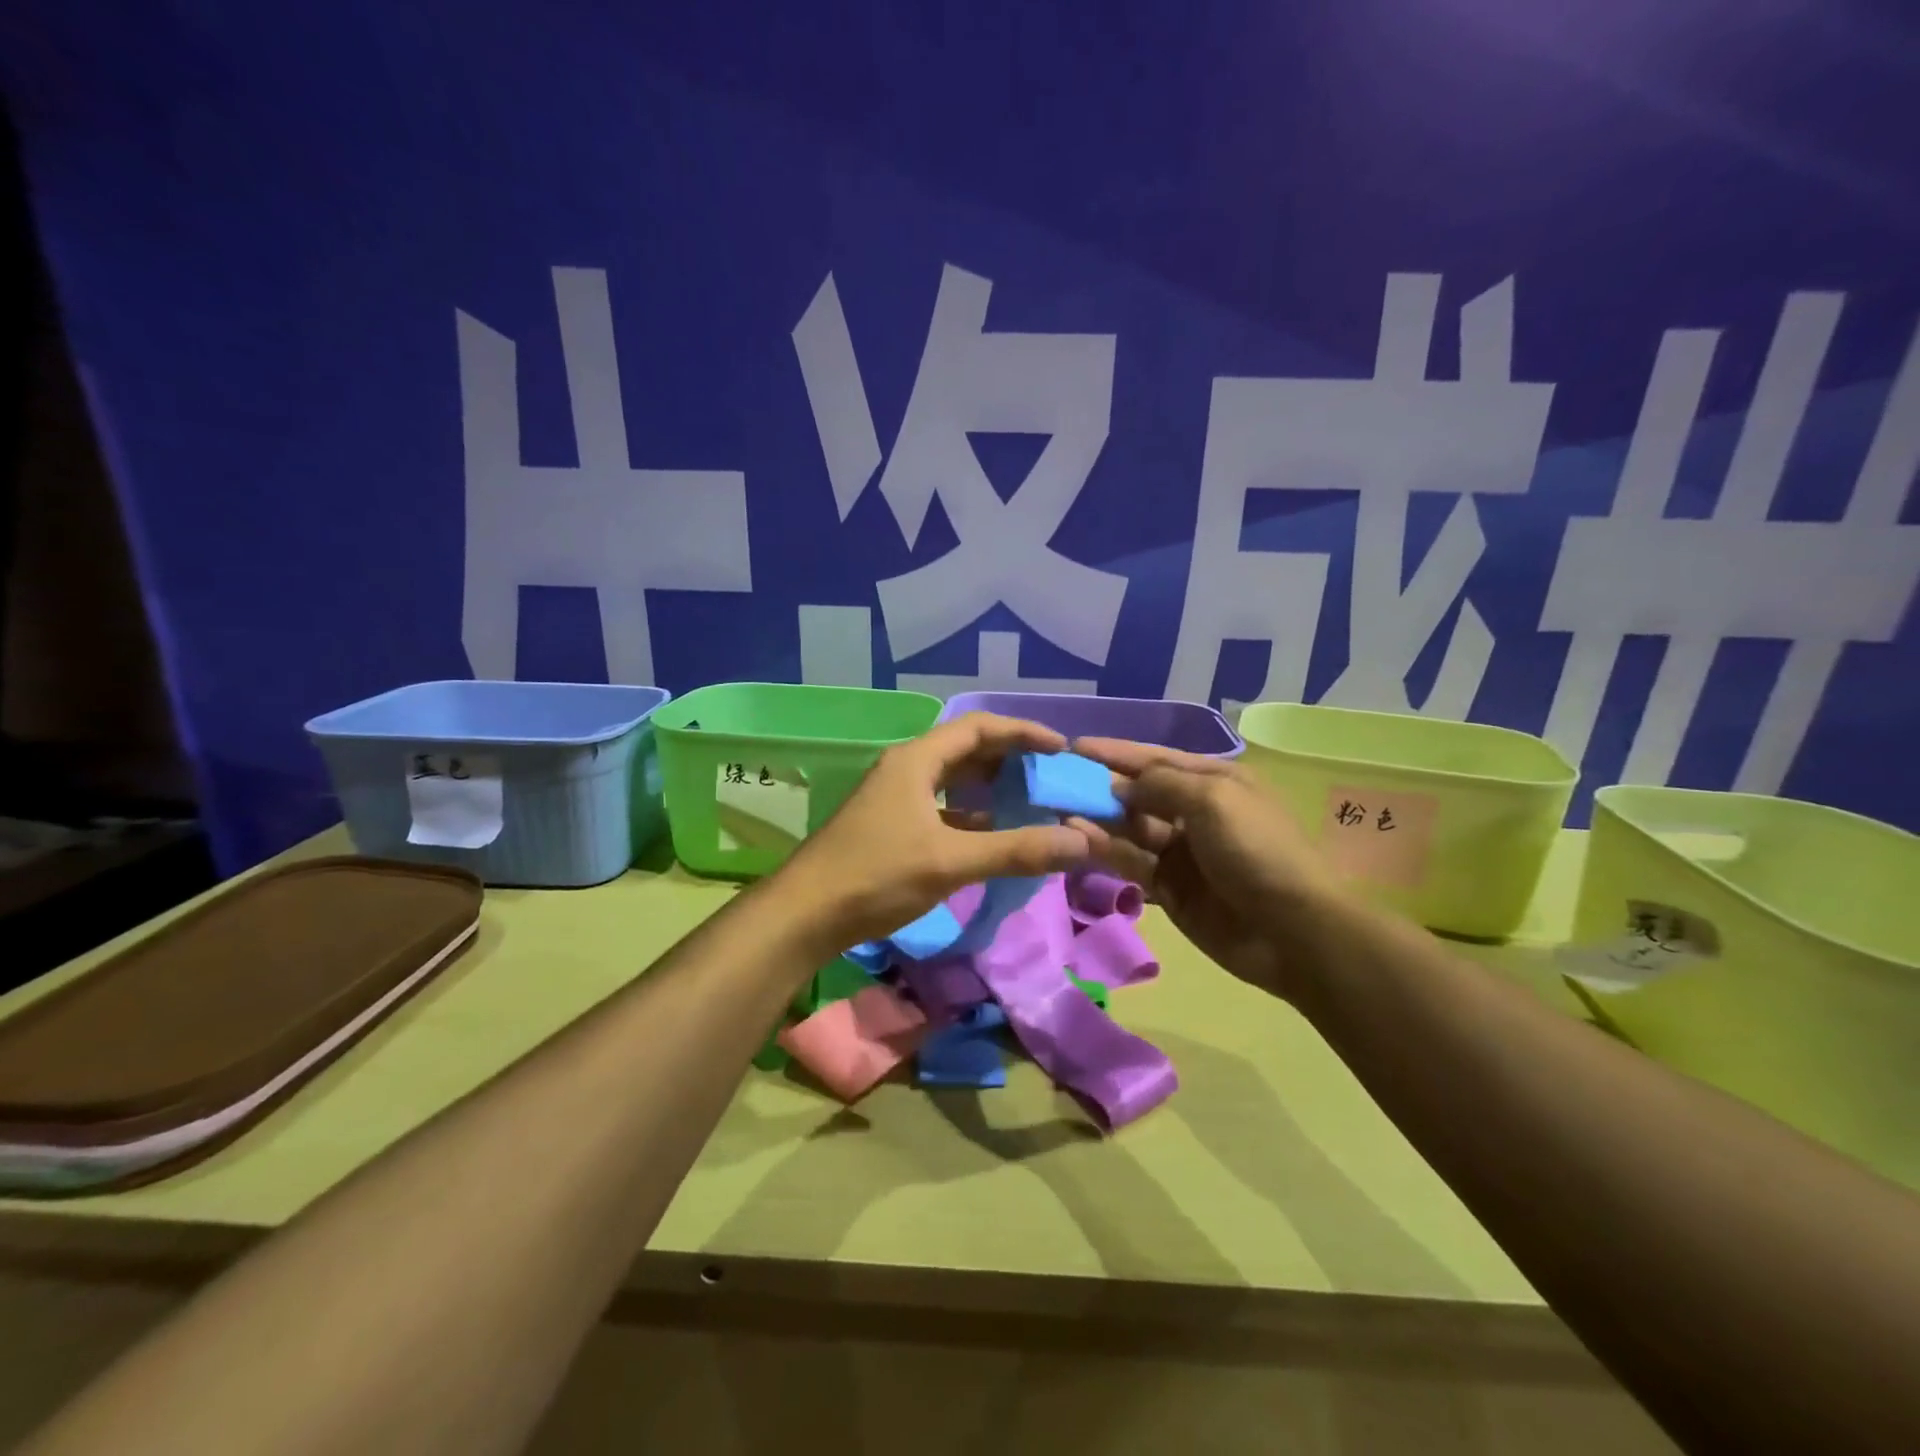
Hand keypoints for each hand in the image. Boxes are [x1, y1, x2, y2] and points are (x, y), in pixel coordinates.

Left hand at [781, 713, 1092, 947]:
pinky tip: (991, 835)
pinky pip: (941, 808)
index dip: (1023, 733)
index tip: (1061, 748)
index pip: (979, 728)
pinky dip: (970, 815)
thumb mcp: (950, 861)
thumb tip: (1080, 842)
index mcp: (917, 760)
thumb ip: (1014, 850)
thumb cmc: (875, 875)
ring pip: (952, 781)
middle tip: (1049, 776)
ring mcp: (894, 798)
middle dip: (1010, 759)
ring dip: (990, 787)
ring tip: (1029, 802)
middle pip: (966, 750)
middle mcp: (905, 769)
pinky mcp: (890, 826)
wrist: (804, 914)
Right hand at [1067, 738, 1347, 1000]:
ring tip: (1059, 810)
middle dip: (1100, 787)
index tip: (1073, 747)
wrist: (1294, 931)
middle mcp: (1195, 812)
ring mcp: (1181, 853)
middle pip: (1138, 794)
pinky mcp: (1169, 889)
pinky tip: (1078, 841)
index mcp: (1215, 781)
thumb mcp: (1212, 799)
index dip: (1116, 753)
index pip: (1156, 759)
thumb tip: (1119, 785)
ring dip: (1097, 819)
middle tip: (1055, 783)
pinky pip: (1131, 863)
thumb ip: (1160, 784)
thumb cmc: (1257, 850)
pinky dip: (1106, 852)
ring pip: (1129, 829)